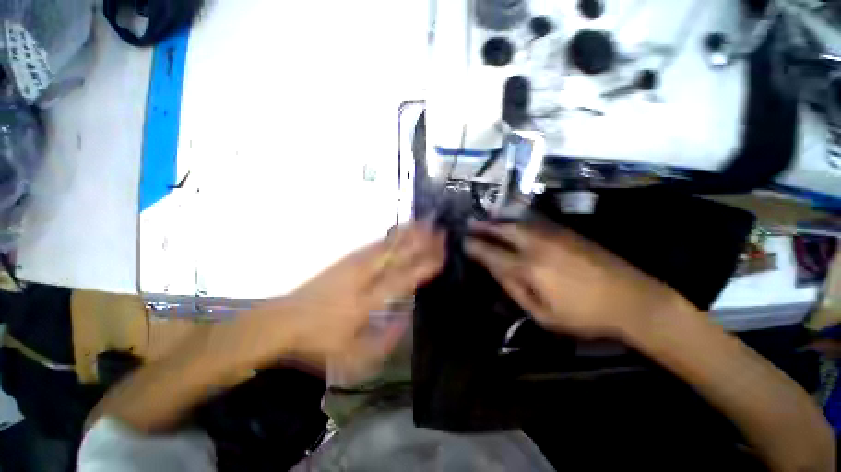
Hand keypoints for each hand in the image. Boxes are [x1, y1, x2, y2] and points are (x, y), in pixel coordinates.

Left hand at [276, 222, 444, 373]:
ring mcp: (355, 263)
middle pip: (399, 254)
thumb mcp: (354, 355)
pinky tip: (402, 229)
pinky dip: (394, 235)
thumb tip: (407, 318)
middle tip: (441, 231)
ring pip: (389, 244)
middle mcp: (364, 276)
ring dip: (410, 233)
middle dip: (423, 242)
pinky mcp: (348, 258)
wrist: (284, 321)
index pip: (404, 278)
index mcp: (368, 300)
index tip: (443, 255)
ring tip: (427, 222)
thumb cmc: (319, 340)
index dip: (425, 265)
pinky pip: (377, 243)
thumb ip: (386, 339)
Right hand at [465, 222, 688, 339]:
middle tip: (470, 224)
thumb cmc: (584, 315)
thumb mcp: (543, 316)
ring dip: (499, 219)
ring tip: (486, 217)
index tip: (464, 242)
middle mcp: (537, 246)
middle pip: (503, 230)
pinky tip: (512, 218)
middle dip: (484, 226)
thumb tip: (499, 272)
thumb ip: (516, 291)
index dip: (475, 247)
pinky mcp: (566, 231)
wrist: (633, 299)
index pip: (492, 253)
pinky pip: (535, 220)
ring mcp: (553, 235)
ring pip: (518, 222)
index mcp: (529, 269)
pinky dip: (518, 218)